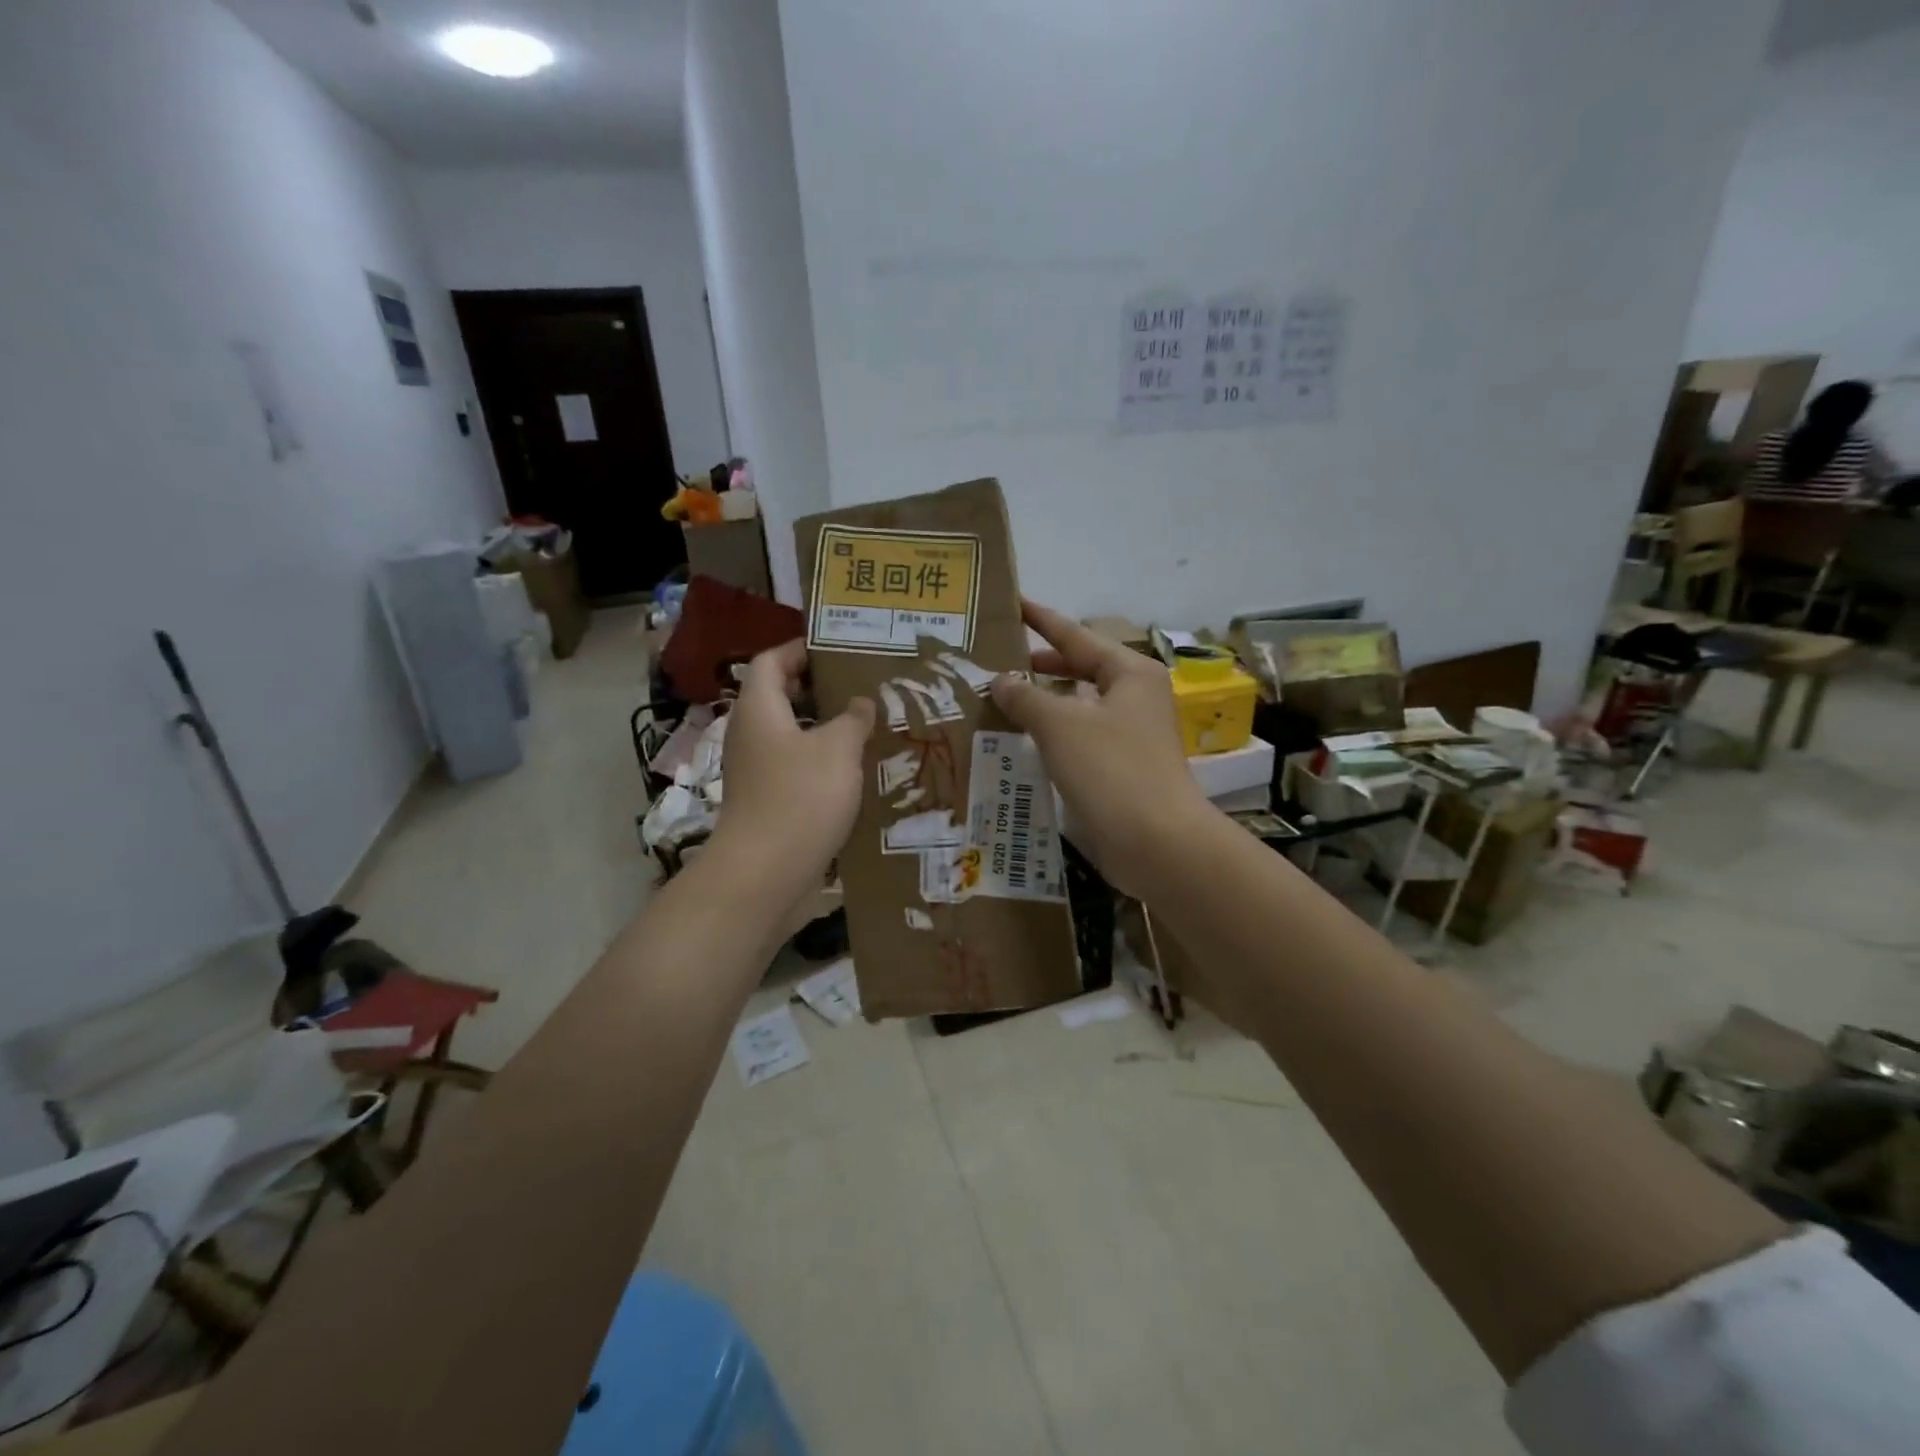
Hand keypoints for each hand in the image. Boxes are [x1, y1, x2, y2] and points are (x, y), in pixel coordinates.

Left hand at [714, 640, 874, 878]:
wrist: (766, 873)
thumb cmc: (800, 797)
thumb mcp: (838, 748)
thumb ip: (853, 718)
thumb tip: (860, 704)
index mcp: (759, 709)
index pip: (771, 661)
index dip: (800, 649)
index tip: (838, 648)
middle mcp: (751, 734)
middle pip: (780, 697)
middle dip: (819, 689)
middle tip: (861, 686)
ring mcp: (756, 771)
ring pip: (791, 735)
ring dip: (824, 729)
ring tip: (867, 726)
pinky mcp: (767, 801)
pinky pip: (795, 768)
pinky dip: (821, 762)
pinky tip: (855, 771)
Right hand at [990, 601, 1213, 897]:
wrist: (1157, 841)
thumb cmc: (1111, 769)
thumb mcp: (1060, 725)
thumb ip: (1026, 697)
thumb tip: (1001, 680)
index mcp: (1129, 672)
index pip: (1076, 636)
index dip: (1041, 620)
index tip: (1013, 604)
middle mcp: (1135, 696)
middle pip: (1081, 669)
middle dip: (1041, 665)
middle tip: (998, 659)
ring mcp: (1132, 733)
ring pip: (1080, 705)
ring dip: (1044, 702)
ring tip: (1002, 698)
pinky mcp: (1124, 766)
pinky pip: (1082, 736)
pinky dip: (1054, 733)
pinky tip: (1024, 740)